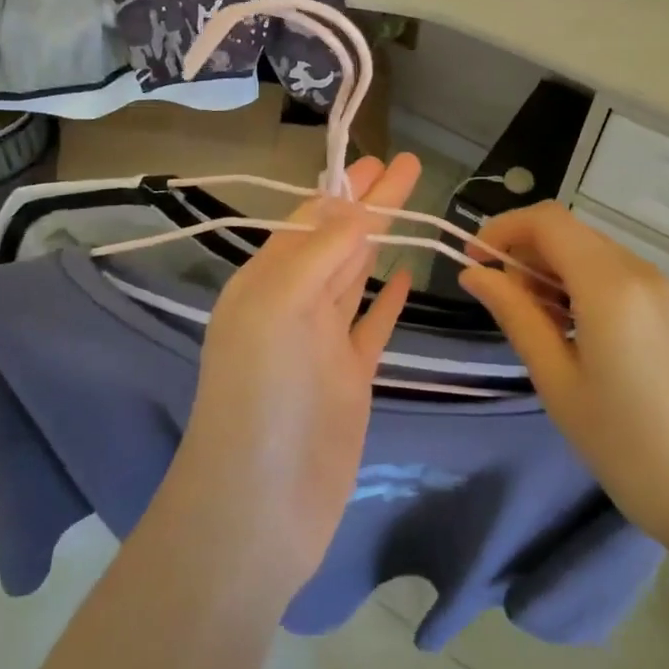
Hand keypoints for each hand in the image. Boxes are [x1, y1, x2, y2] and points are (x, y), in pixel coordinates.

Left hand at [173, 153, 420, 592]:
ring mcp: (323, 344)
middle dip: (370, 204)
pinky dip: (388, 302)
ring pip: (356, 277)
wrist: (259, 509)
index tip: (377, 159)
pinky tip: (407, 278)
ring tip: (410, 206)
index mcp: (265, 283)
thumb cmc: (260, 399)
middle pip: (338, 241)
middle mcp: (292, 306)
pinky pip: (372, 327)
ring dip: (381, 242)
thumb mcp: (278, 308)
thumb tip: (355, 207)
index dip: (346, 189)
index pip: (311, 221)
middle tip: (405, 166)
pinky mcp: (350, 379)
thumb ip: (319, 254)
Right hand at [457, 202, 668, 563]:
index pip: (546, 221)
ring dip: (549, 269)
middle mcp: (637, 271)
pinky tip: (568, 329)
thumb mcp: (556, 380)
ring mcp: (659, 288)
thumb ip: (515, 315)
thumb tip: (475, 274)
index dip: (502, 229)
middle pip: (567, 231)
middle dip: (523, 251)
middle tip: (500, 303)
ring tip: (532, 322)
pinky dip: (577, 283)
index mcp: (609, 285)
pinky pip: (612, 273)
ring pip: (589, 250)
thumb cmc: (625, 445)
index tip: (472, 263)